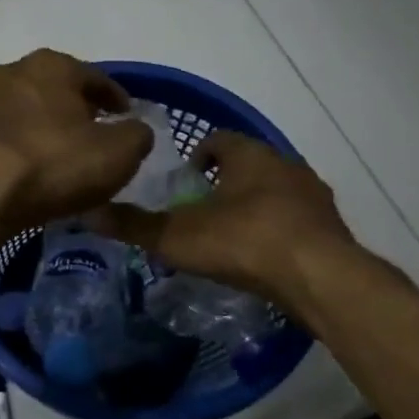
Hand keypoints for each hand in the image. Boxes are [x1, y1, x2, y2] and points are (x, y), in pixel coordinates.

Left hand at [0, 50, 153, 234]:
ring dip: (39, 128)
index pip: (94, 77)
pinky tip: (22, 173)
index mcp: (51, 66)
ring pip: (21, 112)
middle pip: (52, 89)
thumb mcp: (117, 153)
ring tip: (55, 156)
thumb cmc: (53, 162)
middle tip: (92, 133)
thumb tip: (134, 131)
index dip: (116, 97)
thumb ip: (136, 136)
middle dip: (73, 109)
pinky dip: (13, 150)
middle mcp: (10, 73)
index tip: (126, 116)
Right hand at [86, 131, 363, 306]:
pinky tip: (265, 258)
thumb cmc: (244, 241)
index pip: (219, 139)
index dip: (198, 155)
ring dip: (256, 205)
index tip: (184, 179)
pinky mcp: (331, 228)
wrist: (321, 279)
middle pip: (249, 164)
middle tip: (202, 209)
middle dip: (226, 182)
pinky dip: (279, 230)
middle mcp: (286, 165)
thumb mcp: (177, 236)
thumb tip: (87, 213)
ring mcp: (314, 196)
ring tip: (232, 236)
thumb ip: (134, 225)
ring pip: (277, 191)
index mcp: (250, 155)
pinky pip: (297, 220)